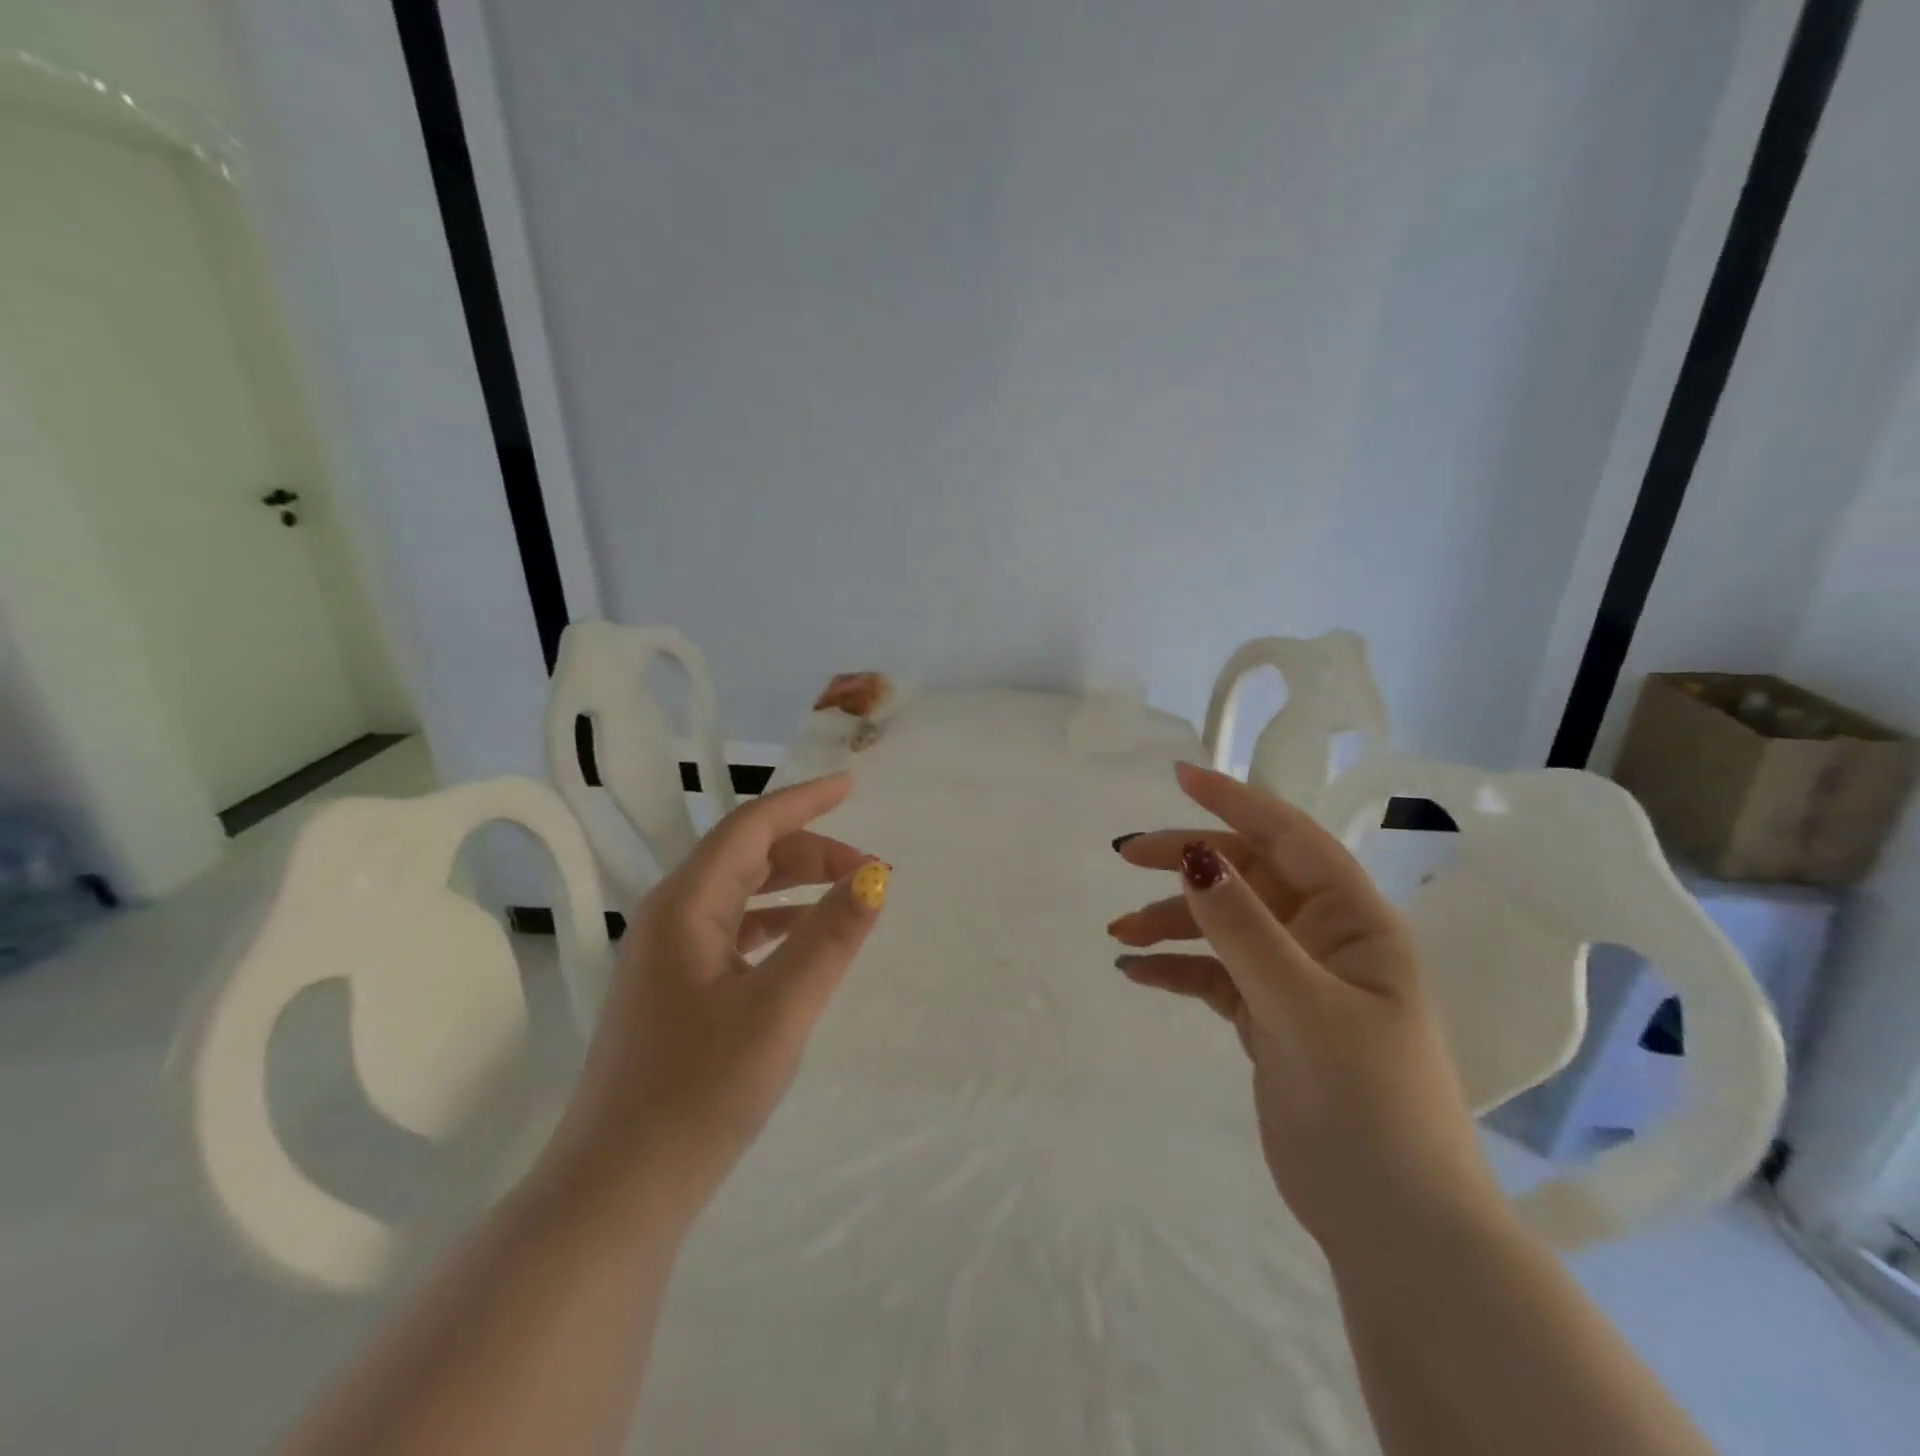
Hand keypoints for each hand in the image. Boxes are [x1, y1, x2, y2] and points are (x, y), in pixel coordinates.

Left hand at [545, 773, 887, 1220]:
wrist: (617, 1191)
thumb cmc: (698, 1091)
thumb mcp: (780, 1008)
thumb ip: (830, 937)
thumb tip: (876, 878)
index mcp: (685, 905)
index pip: (751, 827)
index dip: (804, 800)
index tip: (852, 785)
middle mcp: (671, 917)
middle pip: (748, 857)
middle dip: (811, 851)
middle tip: (871, 871)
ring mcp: (669, 956)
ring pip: (742, 894)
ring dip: (796, 886)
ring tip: (849, 900)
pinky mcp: (676, 990)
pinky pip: (736, 931)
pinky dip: (778, 923)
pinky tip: (806, 942)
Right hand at [1110, 762, 1501, 1257]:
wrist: (1394, 1225)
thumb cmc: (1365, 1104)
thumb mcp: (1300, 1005)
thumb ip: (1244, 927)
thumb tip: (1196, 854)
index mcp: (1354, 921)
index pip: (1289, 837)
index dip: (1234, 801)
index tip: (1179, 776)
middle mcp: (1325, 938)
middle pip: (1247, 875)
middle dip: (1188, 863)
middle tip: (1125, 857)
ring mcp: (1295, 978)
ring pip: (1224, 923)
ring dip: (1173, 921)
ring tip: (1121, 934)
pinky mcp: (1270, 1017)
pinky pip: (1215, 973)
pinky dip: (1178, 968)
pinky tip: (1138, 973)